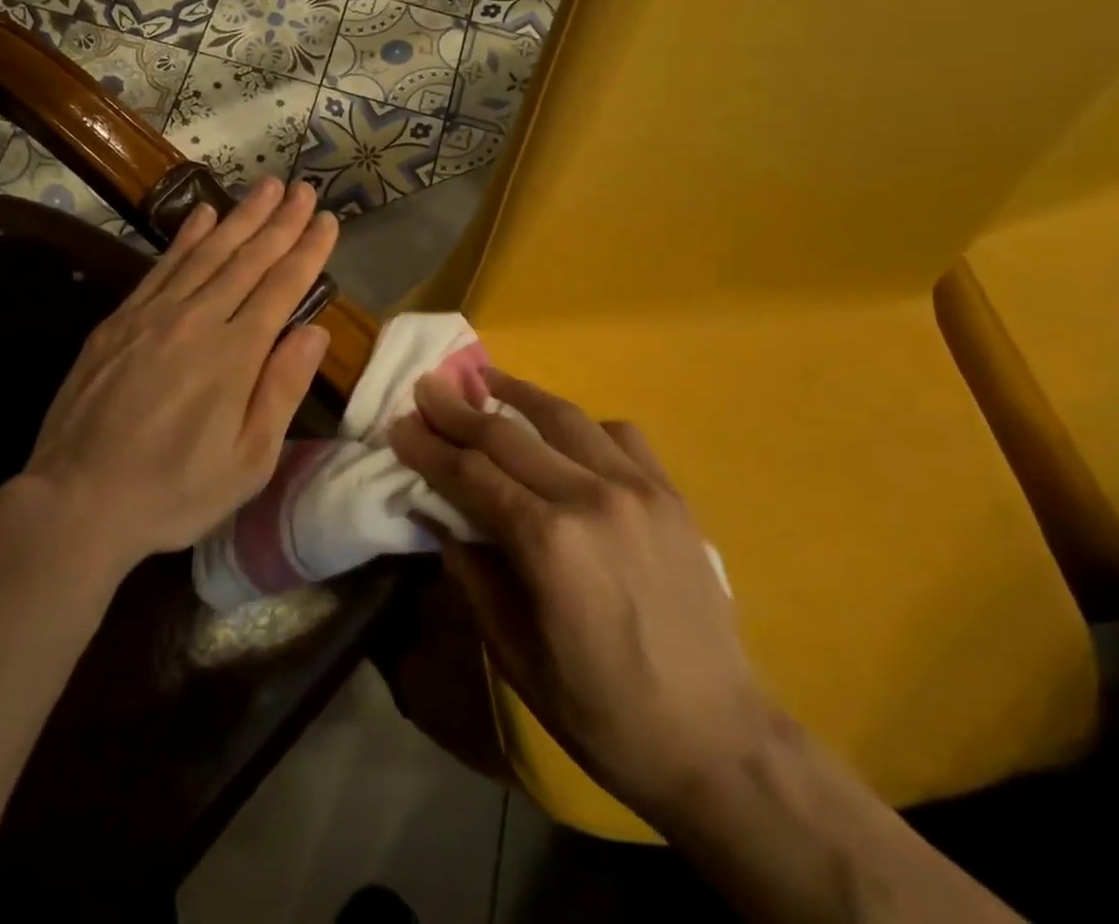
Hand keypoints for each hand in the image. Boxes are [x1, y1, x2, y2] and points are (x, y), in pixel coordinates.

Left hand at [23, 178, 336, 572]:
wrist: (76, 501)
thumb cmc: (174, 491)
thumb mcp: (248, 460)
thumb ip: (282, 389)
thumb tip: (315, 331)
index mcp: (235, 354)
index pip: (282, 286)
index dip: (308, 250)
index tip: (328, 219)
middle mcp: (198, 320)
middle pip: (248, 258)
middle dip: (281, 221)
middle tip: (304, 189)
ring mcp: (154, 315)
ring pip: (207, 252)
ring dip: (241, 216)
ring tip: (267, 186)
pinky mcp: (120, 320)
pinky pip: (162, 266)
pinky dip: (186, 237)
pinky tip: (203, 214)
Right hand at [390, 368, 769, 818]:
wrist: (718, 741)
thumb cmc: (603, 712)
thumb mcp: (516, 656)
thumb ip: (473, 574)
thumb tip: (437, 515)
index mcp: (548, 543)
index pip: (470, 475)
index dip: (429, 447)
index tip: (400, 423)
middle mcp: (591, 498)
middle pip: (507, 436)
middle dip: (458, 410)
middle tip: (427, 387)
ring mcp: (638, 488)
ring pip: (564, 417)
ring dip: (517, 393)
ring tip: (485, 378)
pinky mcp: (671, 494)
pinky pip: (620, 434)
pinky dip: (582, 423)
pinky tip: (564, 430)